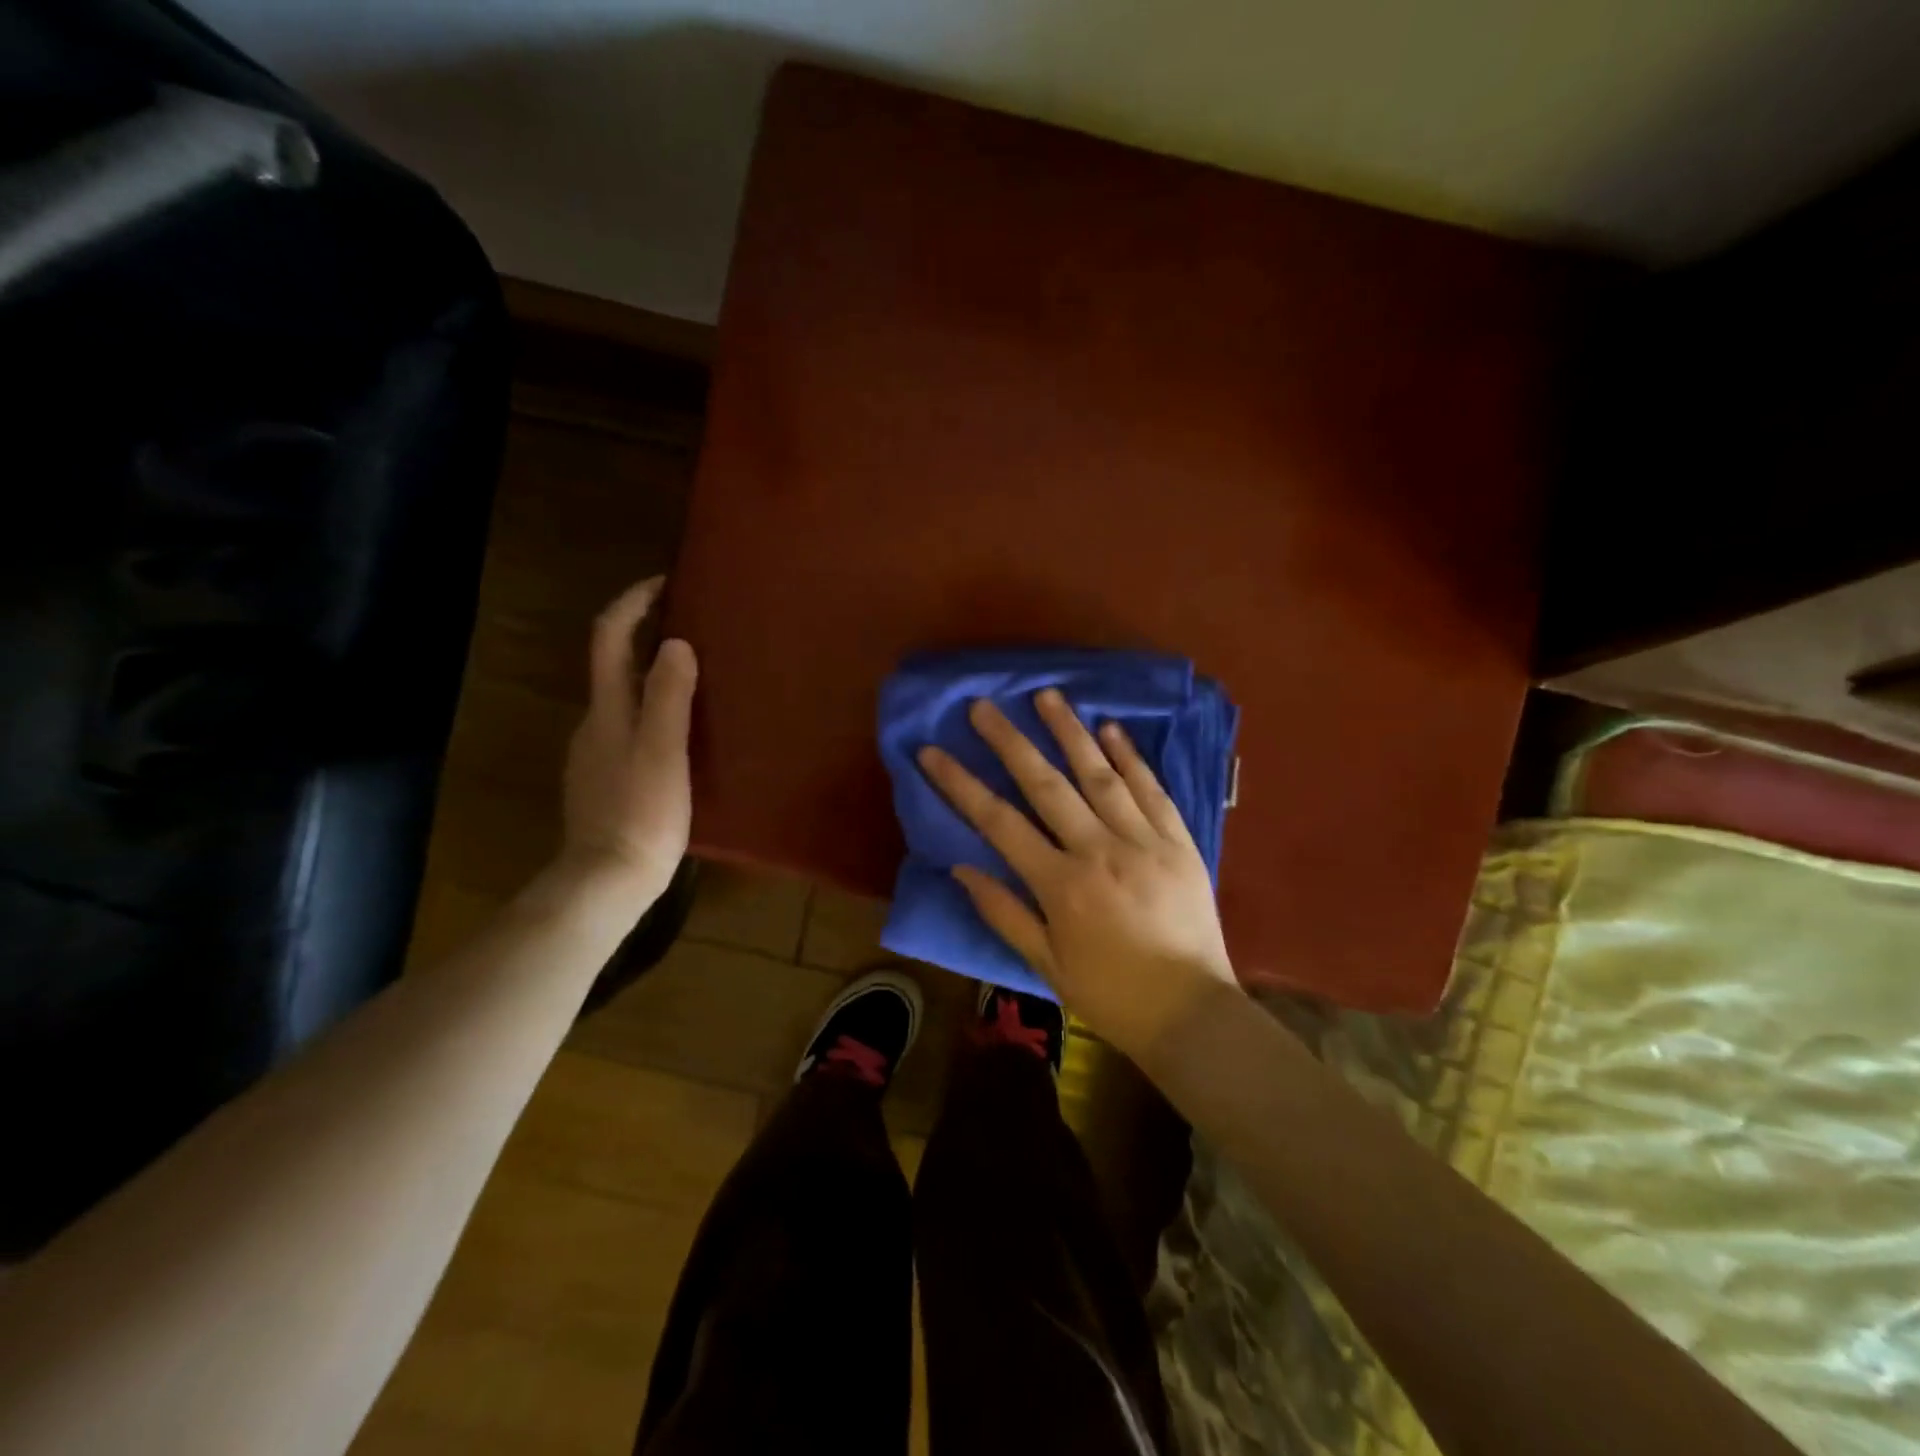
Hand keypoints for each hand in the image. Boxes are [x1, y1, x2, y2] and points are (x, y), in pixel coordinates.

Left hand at [560, 578, 697, 904]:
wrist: (607, 880)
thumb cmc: (642, 813)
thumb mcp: (663, 751)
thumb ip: (667, 696)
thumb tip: (675, 643)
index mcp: (607, 709)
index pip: (610, 637)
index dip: (632, 602)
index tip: (666, 582)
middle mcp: (594, 723)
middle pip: (614, 663)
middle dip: (646, 634)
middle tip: (693, 626)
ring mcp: (597, 754)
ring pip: (624, 698)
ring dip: (652, 675)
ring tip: (698, 677)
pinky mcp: (608, 780)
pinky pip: (631, 728)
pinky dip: (654, 712)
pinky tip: (683, 732)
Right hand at [917, 691, 1238, 1060]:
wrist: (1192, 1012)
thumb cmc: (1110, 993)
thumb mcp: (1046, 964)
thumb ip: (1003, 912)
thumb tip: (961, 866)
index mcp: (1061, 884)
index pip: (999, 822)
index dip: (961, 784)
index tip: (933, 752)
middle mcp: (1099, 850)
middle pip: (1046, 785)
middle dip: (1010, 742)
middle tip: (984, 705)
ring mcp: (1144, 841)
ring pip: (1101, 775)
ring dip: (1070, 732)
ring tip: (1046, 695)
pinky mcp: (1179, 842)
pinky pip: (1152, 790)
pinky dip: (1131, 758)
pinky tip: (1111, 729)